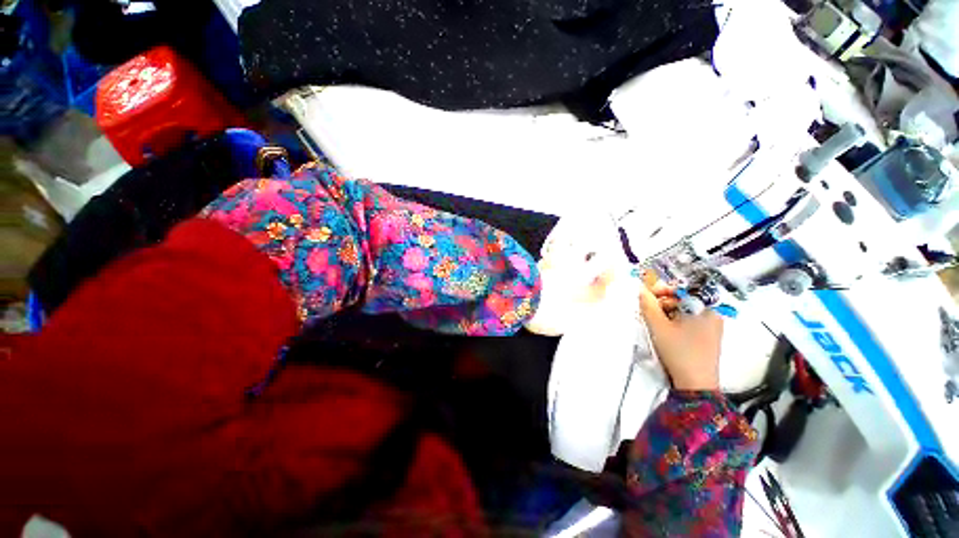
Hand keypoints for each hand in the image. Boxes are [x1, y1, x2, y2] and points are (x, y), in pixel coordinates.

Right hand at [638, 276, 722, 390]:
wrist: (695, 385)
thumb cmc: (679, 352)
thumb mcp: (658, 326)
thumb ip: (648, 305)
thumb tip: (639, 288)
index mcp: (707, 308)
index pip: (684, 288)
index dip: (663, 289)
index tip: (647, 295)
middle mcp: (713, 314)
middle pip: (684, 298)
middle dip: (664, 302)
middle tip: (648, 309)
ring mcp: (712, 326)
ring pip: (685, 310)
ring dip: (667, 311)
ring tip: (654, 321)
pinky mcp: (708, 336)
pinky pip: (689, 320)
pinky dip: (675, 321)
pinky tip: (665, 330)